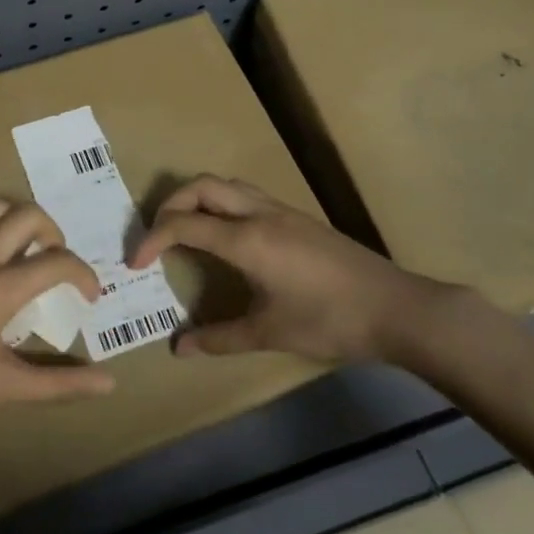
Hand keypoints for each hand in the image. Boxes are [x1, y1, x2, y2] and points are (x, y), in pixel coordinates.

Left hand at [0, 196, 115, 432]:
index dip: (83, 274)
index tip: (88, 295)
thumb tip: (109, 384)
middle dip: (54, 233)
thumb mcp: (6, 387)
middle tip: (55, 261)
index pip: (58, 262)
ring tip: (25, 242)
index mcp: (0, 289)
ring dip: (18, 217)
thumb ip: (59, 384)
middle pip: (29, 216)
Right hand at [129, 176, 474, 365]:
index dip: (152, 240)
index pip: (184, 224)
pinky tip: (227, 238)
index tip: (135, 264)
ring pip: (227, 185)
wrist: (397, 308)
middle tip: (156, 236)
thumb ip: (220, 338)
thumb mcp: (270, 333)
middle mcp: (260, 214)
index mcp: (247, 240)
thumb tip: (179, 348)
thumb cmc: (330, 322)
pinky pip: (248, 196)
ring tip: (186, 230)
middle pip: (202, 187)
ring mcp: (283, 211)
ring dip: (198, 199)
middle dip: (169, 204)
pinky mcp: (299, 218)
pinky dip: (222, 205)